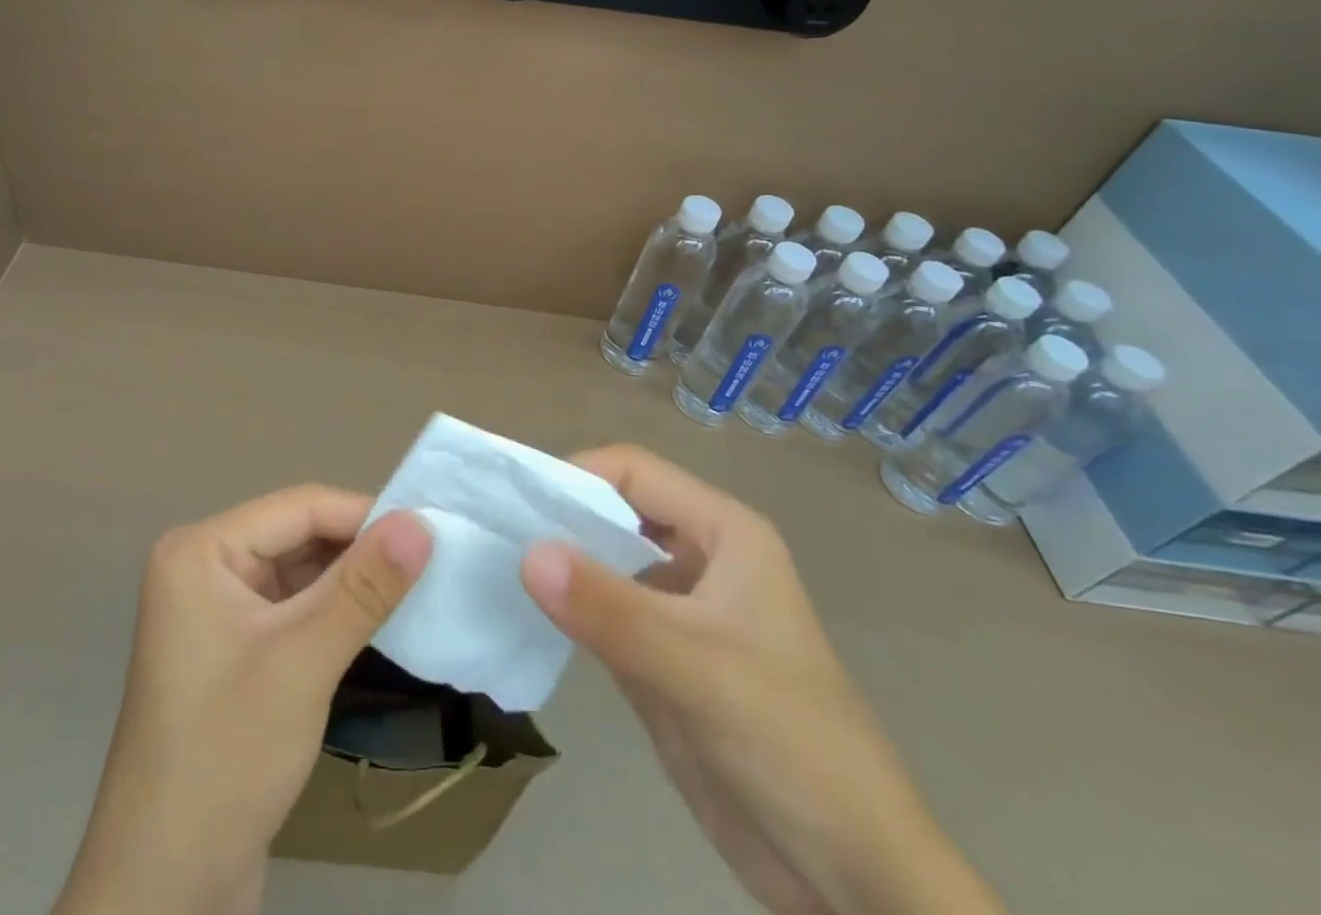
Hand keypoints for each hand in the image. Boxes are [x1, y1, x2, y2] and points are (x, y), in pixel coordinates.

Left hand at [54, 487, 431, 914]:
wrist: (164, 887)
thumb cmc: (228, 754)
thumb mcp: (303, 661)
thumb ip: (364, 587)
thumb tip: (421, 524)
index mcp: (201, 550)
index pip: (298, 508)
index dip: (365, 515)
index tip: (429, 530)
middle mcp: (203, 567)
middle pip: (297, 537)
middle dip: (359, 550)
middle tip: (429, 562)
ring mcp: (214, 611)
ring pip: (298, 574)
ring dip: (349, 583)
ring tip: (414, 589)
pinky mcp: (231, 651)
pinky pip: (290, 610)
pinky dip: (331, 614)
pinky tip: (374, 624)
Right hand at [521, 446, 1007, 914]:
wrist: (850, 877)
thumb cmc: (789, 744)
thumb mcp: (696, 667)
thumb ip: (609, 608)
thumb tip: (526, 552)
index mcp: (722, 533)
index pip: (633, 471)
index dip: (577, 476)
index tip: (518, 503)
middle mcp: (698, 557)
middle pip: (615, 510)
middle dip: (561, 517)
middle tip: (495, 532)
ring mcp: (678, 608)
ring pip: (605, 560)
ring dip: (559, 561)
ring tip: (497, 566)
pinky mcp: (660, 656)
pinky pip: (602, 611)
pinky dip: (566, 607)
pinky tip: (525, 612)